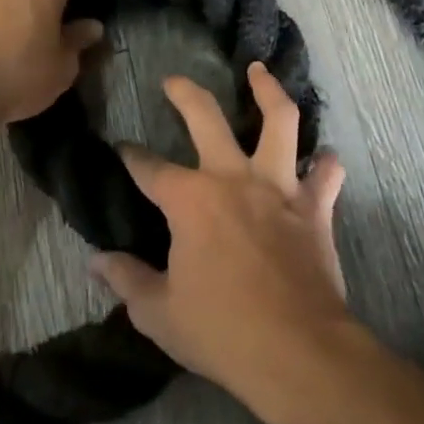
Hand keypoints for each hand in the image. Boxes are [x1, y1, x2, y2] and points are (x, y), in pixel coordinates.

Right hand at [91, 64, 351, 399]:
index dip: (131, 157)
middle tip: (174, 81)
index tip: (122, 149)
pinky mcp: (316, 208)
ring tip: (259, 71)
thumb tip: (97, 261)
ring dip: (269, 91)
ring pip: (280, 121)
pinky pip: (326, 175)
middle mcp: (233, 178)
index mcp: (190, 200)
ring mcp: (279, 188)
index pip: (149, 168)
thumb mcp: (159, 313)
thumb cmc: (221, 331)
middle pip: (206, 118)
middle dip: (185, 94)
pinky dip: (325, 165)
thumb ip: (127, 280)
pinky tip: (323, 158)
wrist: (298, 352)